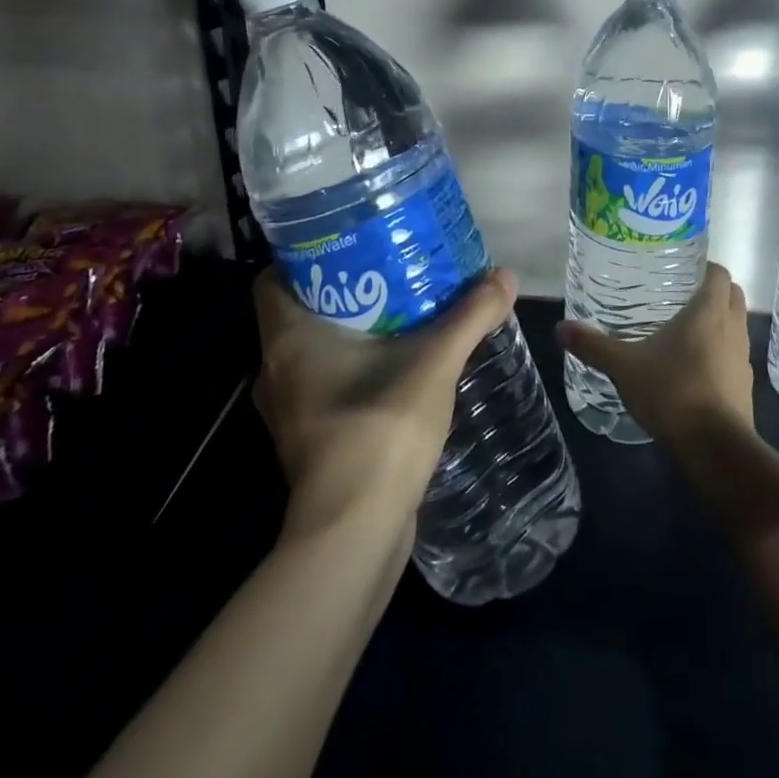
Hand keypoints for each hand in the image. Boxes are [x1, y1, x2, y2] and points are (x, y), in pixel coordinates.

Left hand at [253, 265, 516, 536]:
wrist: (354, 533)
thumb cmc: (379, 429)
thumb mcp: (435, 362)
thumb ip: (470, 316)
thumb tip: (505, 276)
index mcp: (287, 339)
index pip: (273, 278)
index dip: (305, 256)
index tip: (348, 244)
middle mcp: (275, 371)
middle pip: (298, 312)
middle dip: (340, 290)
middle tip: (387, 271)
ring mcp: (288, 411)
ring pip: (311, 352)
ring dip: (348, 333)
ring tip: (398, 314)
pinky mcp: (307, 441)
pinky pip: (323, 387)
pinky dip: (351, 370)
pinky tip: (395, 368)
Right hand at [555, 263, 752, 445]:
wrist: (714, 447)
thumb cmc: (672, 391)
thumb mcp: (624, 366)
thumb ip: (593, 345)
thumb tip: (559, 328)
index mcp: (709, 310)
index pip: (720, 273)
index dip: (706, 267)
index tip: (683, 270)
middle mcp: (733, 327)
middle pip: (733, 295)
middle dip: (714, 292)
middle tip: (682, 296)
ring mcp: (743, 358)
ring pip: (736, 326)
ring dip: (720, 323)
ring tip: (685, 331)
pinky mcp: (745, 386)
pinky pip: (735, 357)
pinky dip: (721, 354)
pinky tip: (695, 368)